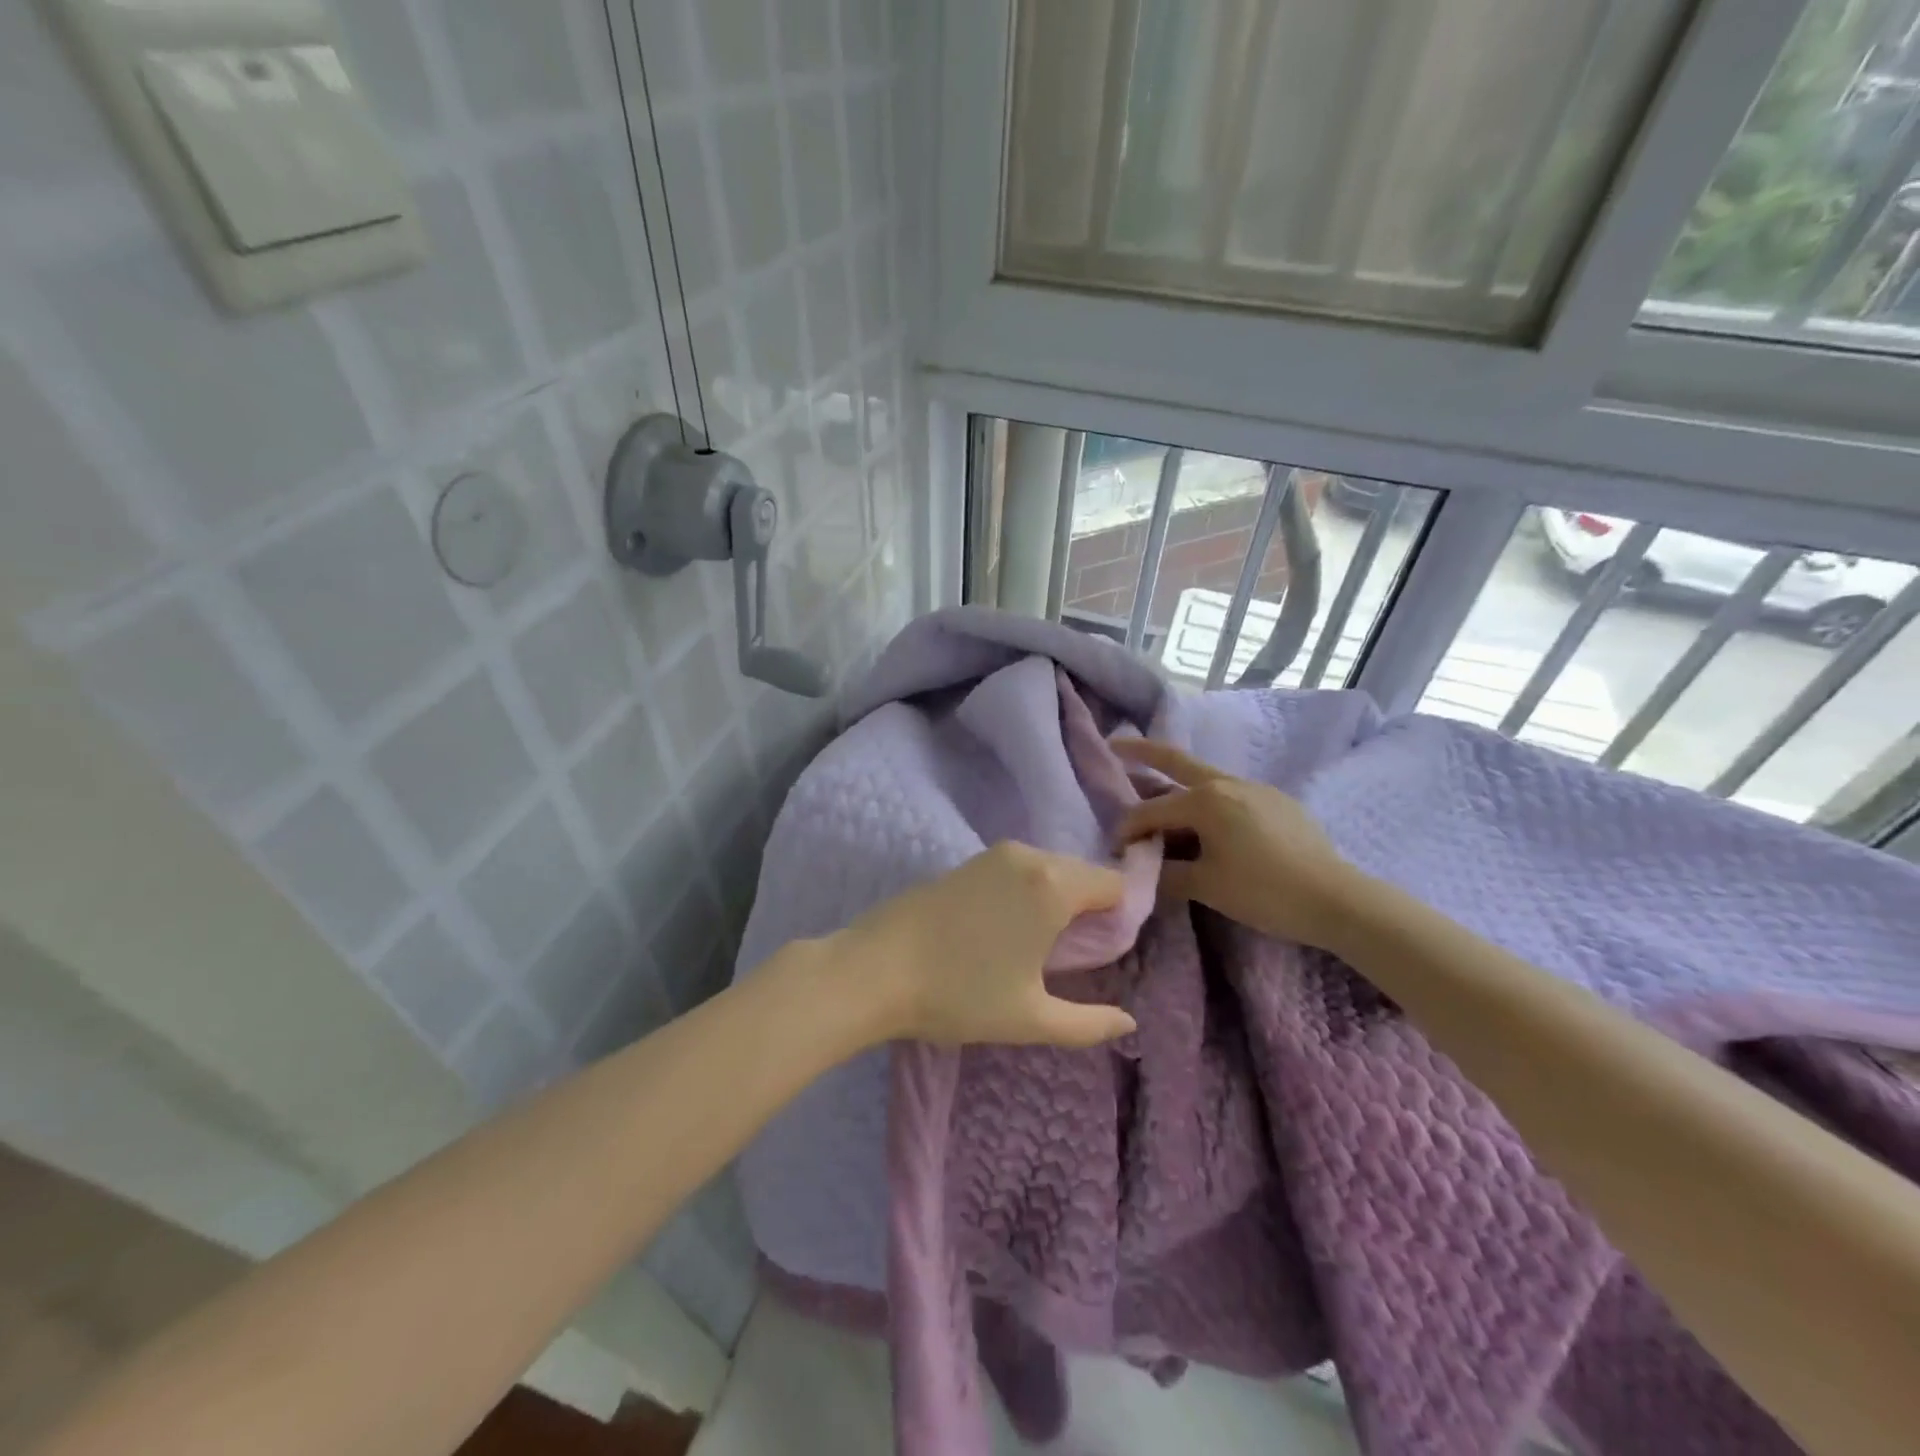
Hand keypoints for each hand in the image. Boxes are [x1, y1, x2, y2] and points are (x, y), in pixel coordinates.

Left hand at [832, 842, 1138, 1048]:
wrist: (874, 969)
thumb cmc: (959, 994)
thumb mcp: (1030, 1018)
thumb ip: (1089, 1024)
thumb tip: (1127, 1024)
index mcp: (1053, 885)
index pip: (1114, 885)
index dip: (1117, 919)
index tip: (1100, 955)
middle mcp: (1029, 856)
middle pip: (1083, 874)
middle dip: (1087, 909)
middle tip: (1068, 959)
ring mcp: (994, 853)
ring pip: (1049, 870)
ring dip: (1055, 900)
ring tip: (1033, 948)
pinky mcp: (967, 860)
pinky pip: (1019, 869)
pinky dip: (1026, 892)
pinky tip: (1003, 930)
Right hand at [1112, 739, 1363, 949]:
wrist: (1336, 899)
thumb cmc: (1264, 892)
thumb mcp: (1206, 886)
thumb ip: (1167, 873)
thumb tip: (1141, 868)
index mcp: (1205, 800)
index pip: (1152, 810)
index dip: (1128, 828)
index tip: (1115, 848)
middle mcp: (1227, 783)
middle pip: (1176, 761)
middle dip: (1143, 752)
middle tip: (1116, 744)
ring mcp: (1255, 788)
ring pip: (1205, 778)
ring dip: (1177, 781)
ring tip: (1158, 791)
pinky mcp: (1277, 801)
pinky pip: (1230, 793)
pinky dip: (1207, 800)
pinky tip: (1208, 821)